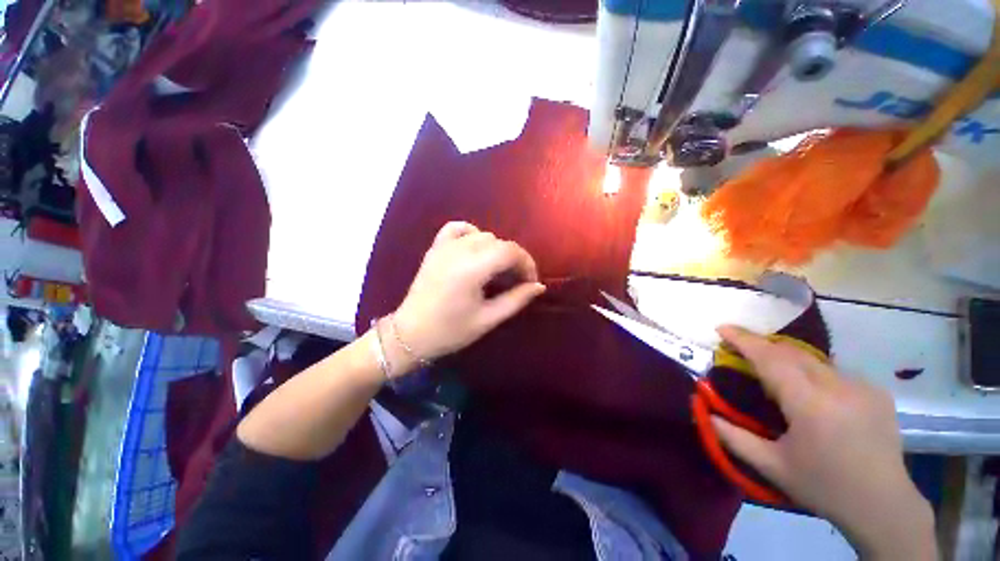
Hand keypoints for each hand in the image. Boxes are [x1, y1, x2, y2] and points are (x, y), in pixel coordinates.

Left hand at [391, 222, 545, 366]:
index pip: (510, 252)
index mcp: (472, 269)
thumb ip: (516, 300)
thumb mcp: (488, 319)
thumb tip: (539, 287)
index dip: (527, 264)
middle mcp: (458, 251)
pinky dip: (471, 233)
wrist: (410, 334)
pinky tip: (475, 248)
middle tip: (517, 281)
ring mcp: (444, 247)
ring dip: (496, 249)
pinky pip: (457, 228)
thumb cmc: (450, 331)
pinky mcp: (435, 248)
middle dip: (514, 259)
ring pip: (482, 235)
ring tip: (498, 270)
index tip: (531, 283)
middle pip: (499, 242)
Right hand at [712, 326, 935, 558]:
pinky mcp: (877, 391)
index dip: (744, 340)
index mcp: (811, 405)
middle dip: (762, 345)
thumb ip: (733, 437)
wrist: (883, 505)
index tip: (722, 328)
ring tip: (772, 370)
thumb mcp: (771, 466)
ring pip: (814, 359)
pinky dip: (812, 371)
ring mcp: (863, 387)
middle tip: (740, 349)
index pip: (771, 360)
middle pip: (792, 352)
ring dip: (786, 358)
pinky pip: (834, 371)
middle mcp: (839, 387)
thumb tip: (705, 412)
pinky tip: (810, 391)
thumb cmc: (823, 486)